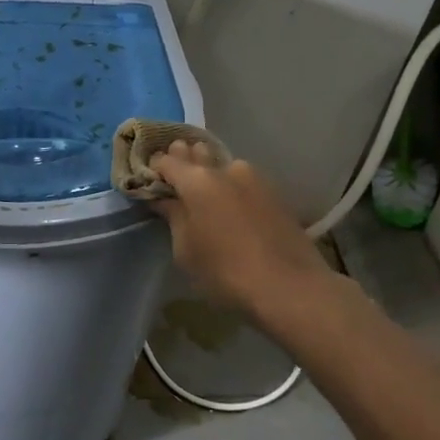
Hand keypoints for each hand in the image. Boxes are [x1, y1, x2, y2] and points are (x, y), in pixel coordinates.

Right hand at [148, 140, 333, 321]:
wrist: (289, 286)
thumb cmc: (226, 272)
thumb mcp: (186, 250)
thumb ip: (174, 217)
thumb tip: (165, 198)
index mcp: (197, 180)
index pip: (167, 161)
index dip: (155, 168)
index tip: (149, 179)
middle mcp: (225, 168)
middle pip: (197, 153)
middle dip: (183, 160)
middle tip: (175, 179)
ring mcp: (254, 177)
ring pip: (223, 165)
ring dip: (210, 171)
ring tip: (203, 191)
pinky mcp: (274, 191)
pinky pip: (243, 180)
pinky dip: (231, 185)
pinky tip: (230, 203)